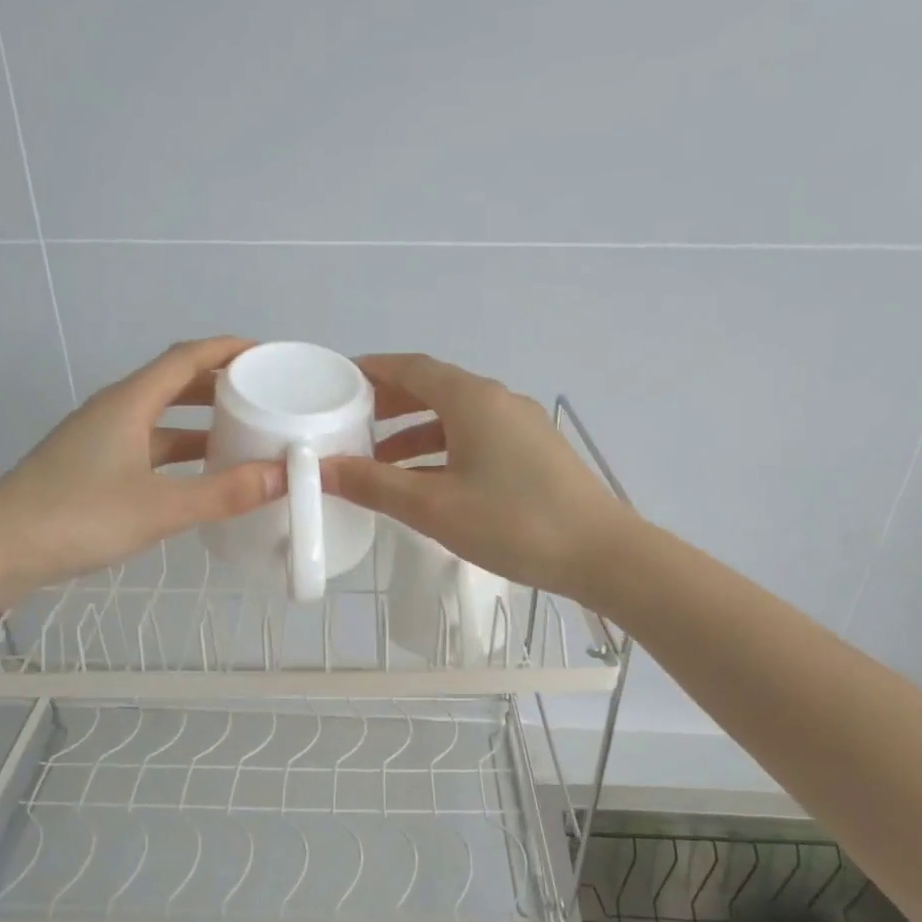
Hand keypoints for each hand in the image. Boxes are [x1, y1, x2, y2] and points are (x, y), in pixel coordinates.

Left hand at [0, 337, 281, 592]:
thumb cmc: (77, 517)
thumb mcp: (160, 508)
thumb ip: (223, 493)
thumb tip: (284, 476)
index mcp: (128, 403)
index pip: (185, 358)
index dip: (227, 349)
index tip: (266, 354)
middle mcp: (113, 412)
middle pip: (172, 383)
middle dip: (219, 385)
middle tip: (263, 397)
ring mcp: (99, 441)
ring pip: (159, 420)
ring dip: (199, 422)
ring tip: (242, 435)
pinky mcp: (91, 469)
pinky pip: (147, 448)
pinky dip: (179, 454)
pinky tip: (199, 476)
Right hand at [320, 353, 635, 600]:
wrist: (600, 554)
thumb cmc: (513, 523)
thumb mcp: (433, 507)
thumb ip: (374, 485)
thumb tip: (320, 468)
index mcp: (472, 399)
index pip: (411, 368)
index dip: (371, 371)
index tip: (337, 382)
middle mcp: (498, 400)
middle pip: (433, 389)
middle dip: (389, 404)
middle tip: (350, 423)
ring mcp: (521, 426)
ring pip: (455, 418)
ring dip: (414, 433)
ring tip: (378, 460)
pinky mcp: (534, 453)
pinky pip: (476, 439)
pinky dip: (443, 451)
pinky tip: (427, 482)